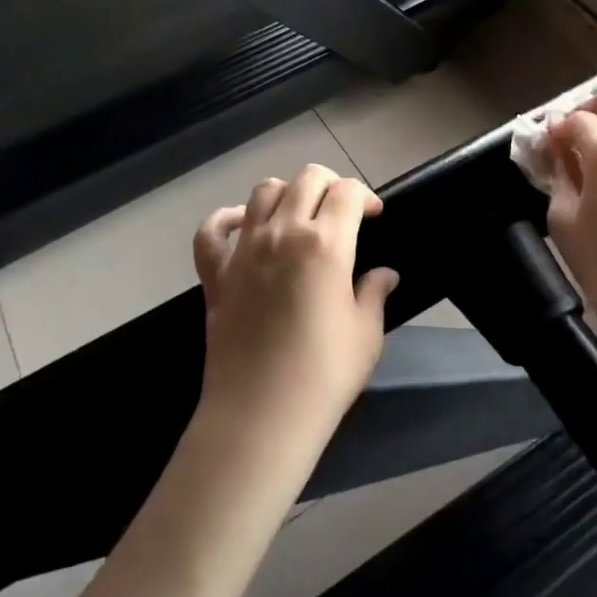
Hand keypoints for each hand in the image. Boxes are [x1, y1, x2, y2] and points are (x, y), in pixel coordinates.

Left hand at [193, 165, 397, 442]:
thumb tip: (385, 274)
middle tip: (341, 210)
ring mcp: (244, 250)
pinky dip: (225, 219)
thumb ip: (374, 293)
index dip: (364, 195)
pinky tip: (241, 225)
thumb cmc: (323, 376)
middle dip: (331, 184)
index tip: (373, 215)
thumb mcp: (366, 334)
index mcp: (326, 244)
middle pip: (307, 179)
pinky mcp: (216, 274)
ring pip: (263, 191)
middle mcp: (283, 233)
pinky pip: (211, 230)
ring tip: (298, 215)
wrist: (260, 417)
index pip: (347, 192)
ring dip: (286, 193)